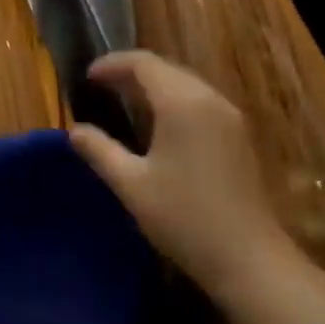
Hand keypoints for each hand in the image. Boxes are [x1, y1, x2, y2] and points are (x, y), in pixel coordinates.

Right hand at [68, 50, 288, 298]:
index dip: (113, 64)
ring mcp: (229, 118)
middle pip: (166, 69)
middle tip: (100, 87)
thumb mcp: (131, 184)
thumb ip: (99, 150)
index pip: (144, 64)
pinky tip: (158, 125)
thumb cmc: (183, 217)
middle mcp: (209, 99)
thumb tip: (75, 131)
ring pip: (186, 85)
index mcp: (182, 103)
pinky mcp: (238, 137)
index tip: (86, 77)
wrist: (249, 259)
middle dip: (131, 73)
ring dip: (154, 86)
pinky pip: (200, 102)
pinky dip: (173, 101)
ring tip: (123, 102)